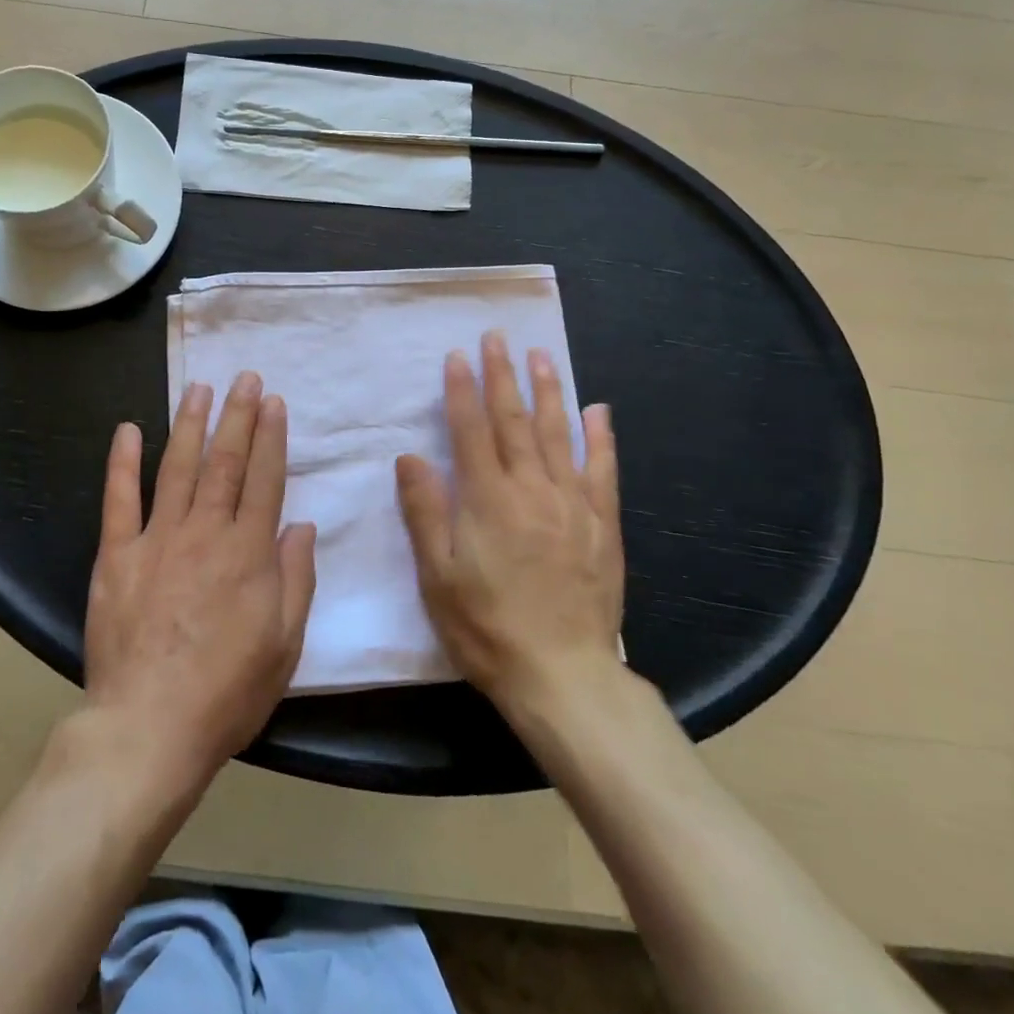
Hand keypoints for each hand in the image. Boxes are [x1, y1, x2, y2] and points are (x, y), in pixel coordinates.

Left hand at [84, 372, 317, 786]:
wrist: (149, 729)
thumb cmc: (227, 691)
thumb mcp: (285, 643)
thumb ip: (296, 578)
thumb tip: (301, 524)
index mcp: (248, 553)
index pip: (265, 479)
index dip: (271, 437)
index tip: (273, 401)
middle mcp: (206, 533)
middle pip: (225, 462)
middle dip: (238, 416)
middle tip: (245, 378)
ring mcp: (157, 540)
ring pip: (178, 468)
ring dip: (191, 425)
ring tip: (200, 388)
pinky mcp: (116, 556)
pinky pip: (119, 500)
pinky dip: (123, 462)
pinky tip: (129, 430)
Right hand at [395, 332, 623, 719]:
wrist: (563, 676)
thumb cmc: (487, 628)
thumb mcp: (438, 576)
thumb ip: (425, 512)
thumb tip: (411, 457)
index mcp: (487, 500)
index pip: (470, 430)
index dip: (462, 390)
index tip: (458, 355)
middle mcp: (531, 489)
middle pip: (514, 421)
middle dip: (503, 375)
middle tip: (498, 337)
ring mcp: (572, 504)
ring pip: (559, 434)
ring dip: (548, 391)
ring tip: (541, 356)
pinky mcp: (602, 524)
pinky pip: (603, 470)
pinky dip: (601, 437)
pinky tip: (598, 410)